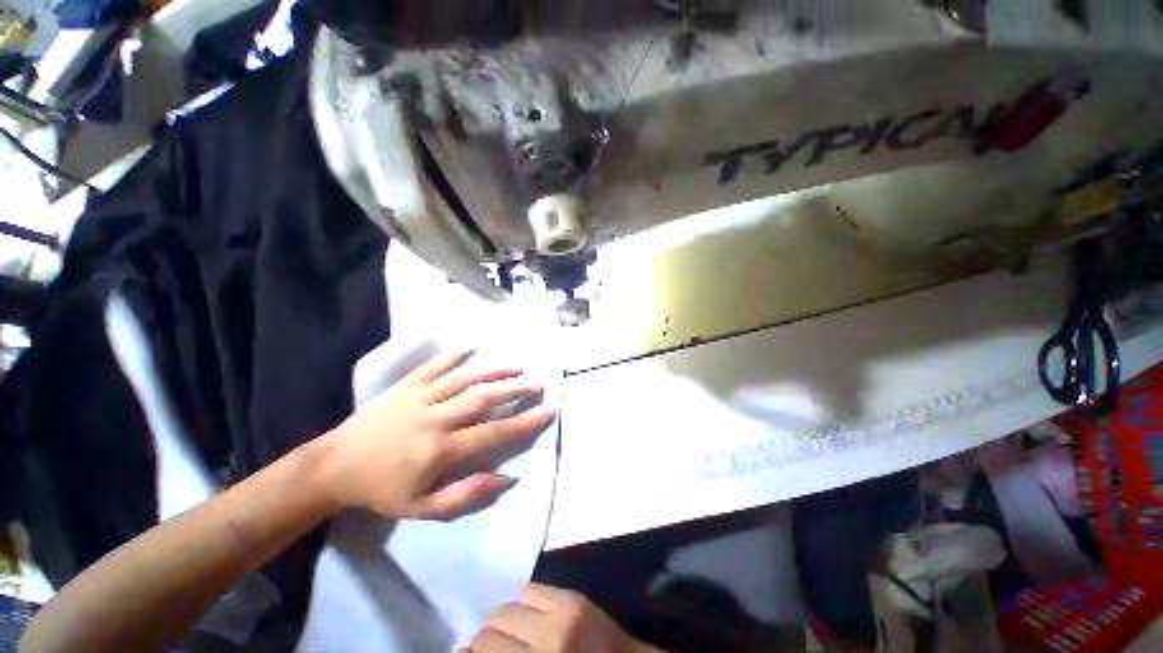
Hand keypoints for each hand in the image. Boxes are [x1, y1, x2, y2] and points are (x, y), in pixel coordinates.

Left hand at [317, 350, 555, 520]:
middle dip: (516, 390)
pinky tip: (474, 345)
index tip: (548, 412)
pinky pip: (435, 365)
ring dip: (495, 371)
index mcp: (440, 450)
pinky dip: (455, 353)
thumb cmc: (383, 490)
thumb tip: (508, 478)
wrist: (336, 466)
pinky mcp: (407, 385)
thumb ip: (466, 496)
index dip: (524, 423)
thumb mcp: (423, 509)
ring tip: (518, 368)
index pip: (493, 433)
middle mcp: (436, 418)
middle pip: (484, 399)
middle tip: (539, 385)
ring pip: (466, 379)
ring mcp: (421, 397)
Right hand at [466, 584, 658, 652]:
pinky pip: (532, 588)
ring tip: (504, 630)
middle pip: (492, 628)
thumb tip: (468, 651)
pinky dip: (521, 601)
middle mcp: (546, 641)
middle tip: (484, 646)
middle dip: (482, 638)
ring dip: (500, 619)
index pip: (484, 651)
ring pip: (508, 605)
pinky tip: (525, 614)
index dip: (469, 652)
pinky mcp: (573, 596)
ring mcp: (561, 614)